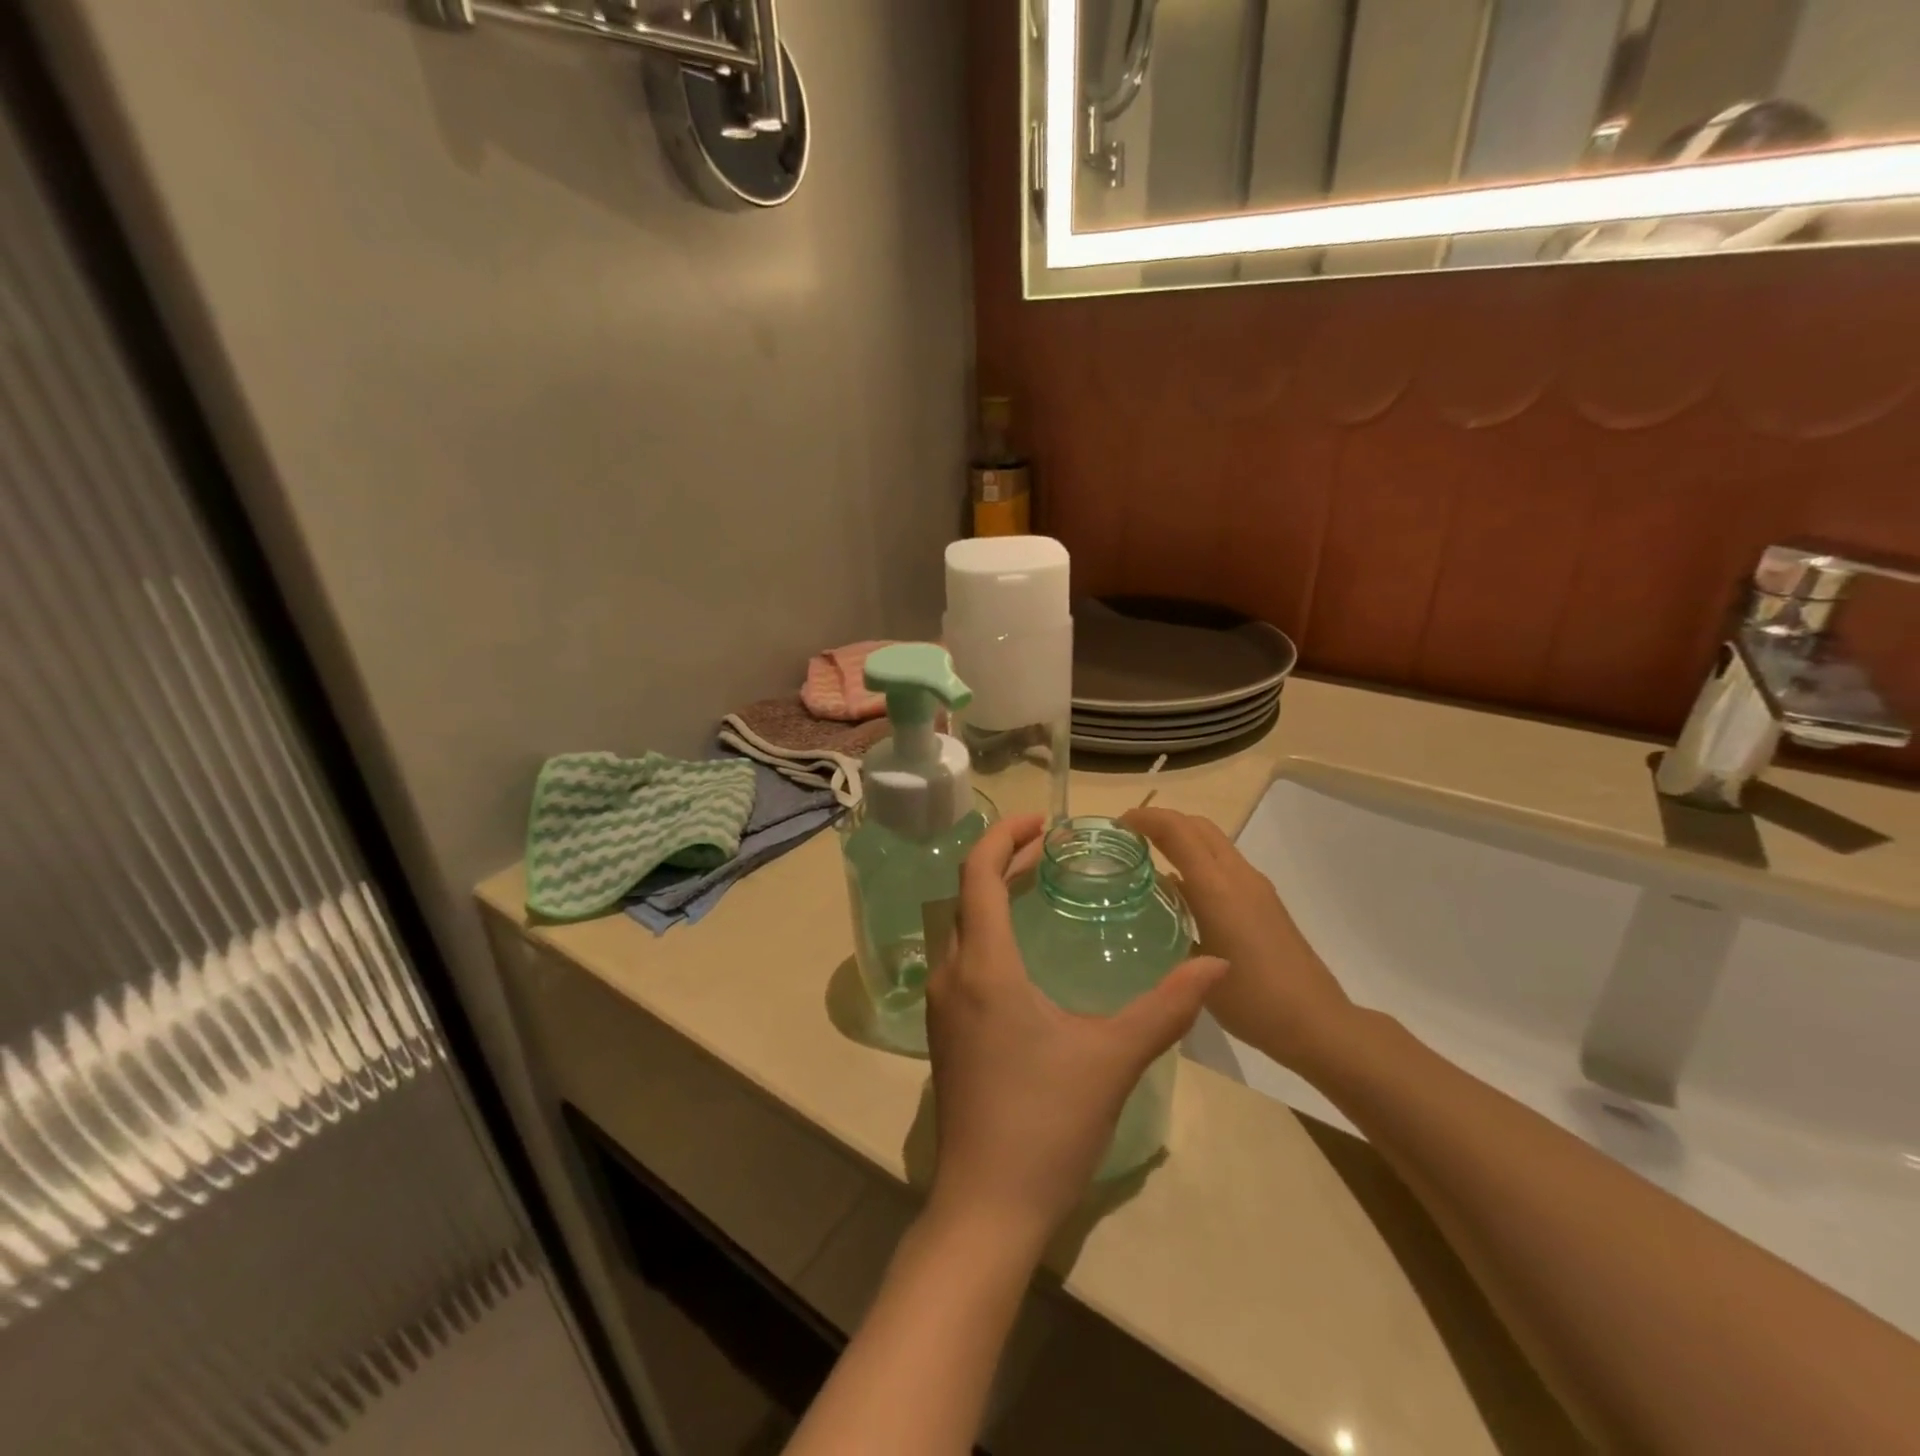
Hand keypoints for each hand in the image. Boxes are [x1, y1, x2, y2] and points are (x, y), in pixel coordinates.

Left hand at [923, 816, 1225, 1247]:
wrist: (987, 1206)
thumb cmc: (1047, 1122)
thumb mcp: (1114, 1057)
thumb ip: (1168, 1006)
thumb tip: (1218, 962)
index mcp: (984, 965)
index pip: (978, 874)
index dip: (1004, 837)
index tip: (1042, 822)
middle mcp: (952, 974)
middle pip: (966, 895)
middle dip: (1003, 861)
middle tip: (1048, 849)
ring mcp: (941, 1007)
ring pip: (960, 928)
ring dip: (992, 897)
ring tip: (1037, 886)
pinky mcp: (946, 1033)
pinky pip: (961, 959)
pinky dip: (987, 933)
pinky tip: (1022, 953)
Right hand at [1122, 807, 1355, 1077]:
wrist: (1316, 1023)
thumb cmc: (1251, 1000)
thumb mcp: (1196, 965)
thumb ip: (1173, 922)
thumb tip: (1157, 894)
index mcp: (1218, 888)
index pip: (1178, 831)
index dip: (1146, 819)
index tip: (1117, 825)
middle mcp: (1239, 877)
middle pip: (1198, 826)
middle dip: (1162, 820)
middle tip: (1128, 835)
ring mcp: (1255, 887)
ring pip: (1213, 841)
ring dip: (1181, 836)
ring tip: (1148, 855)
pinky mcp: (1264, 901)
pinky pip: (1223, 862)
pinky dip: (1197, 858)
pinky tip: (1181, 889)